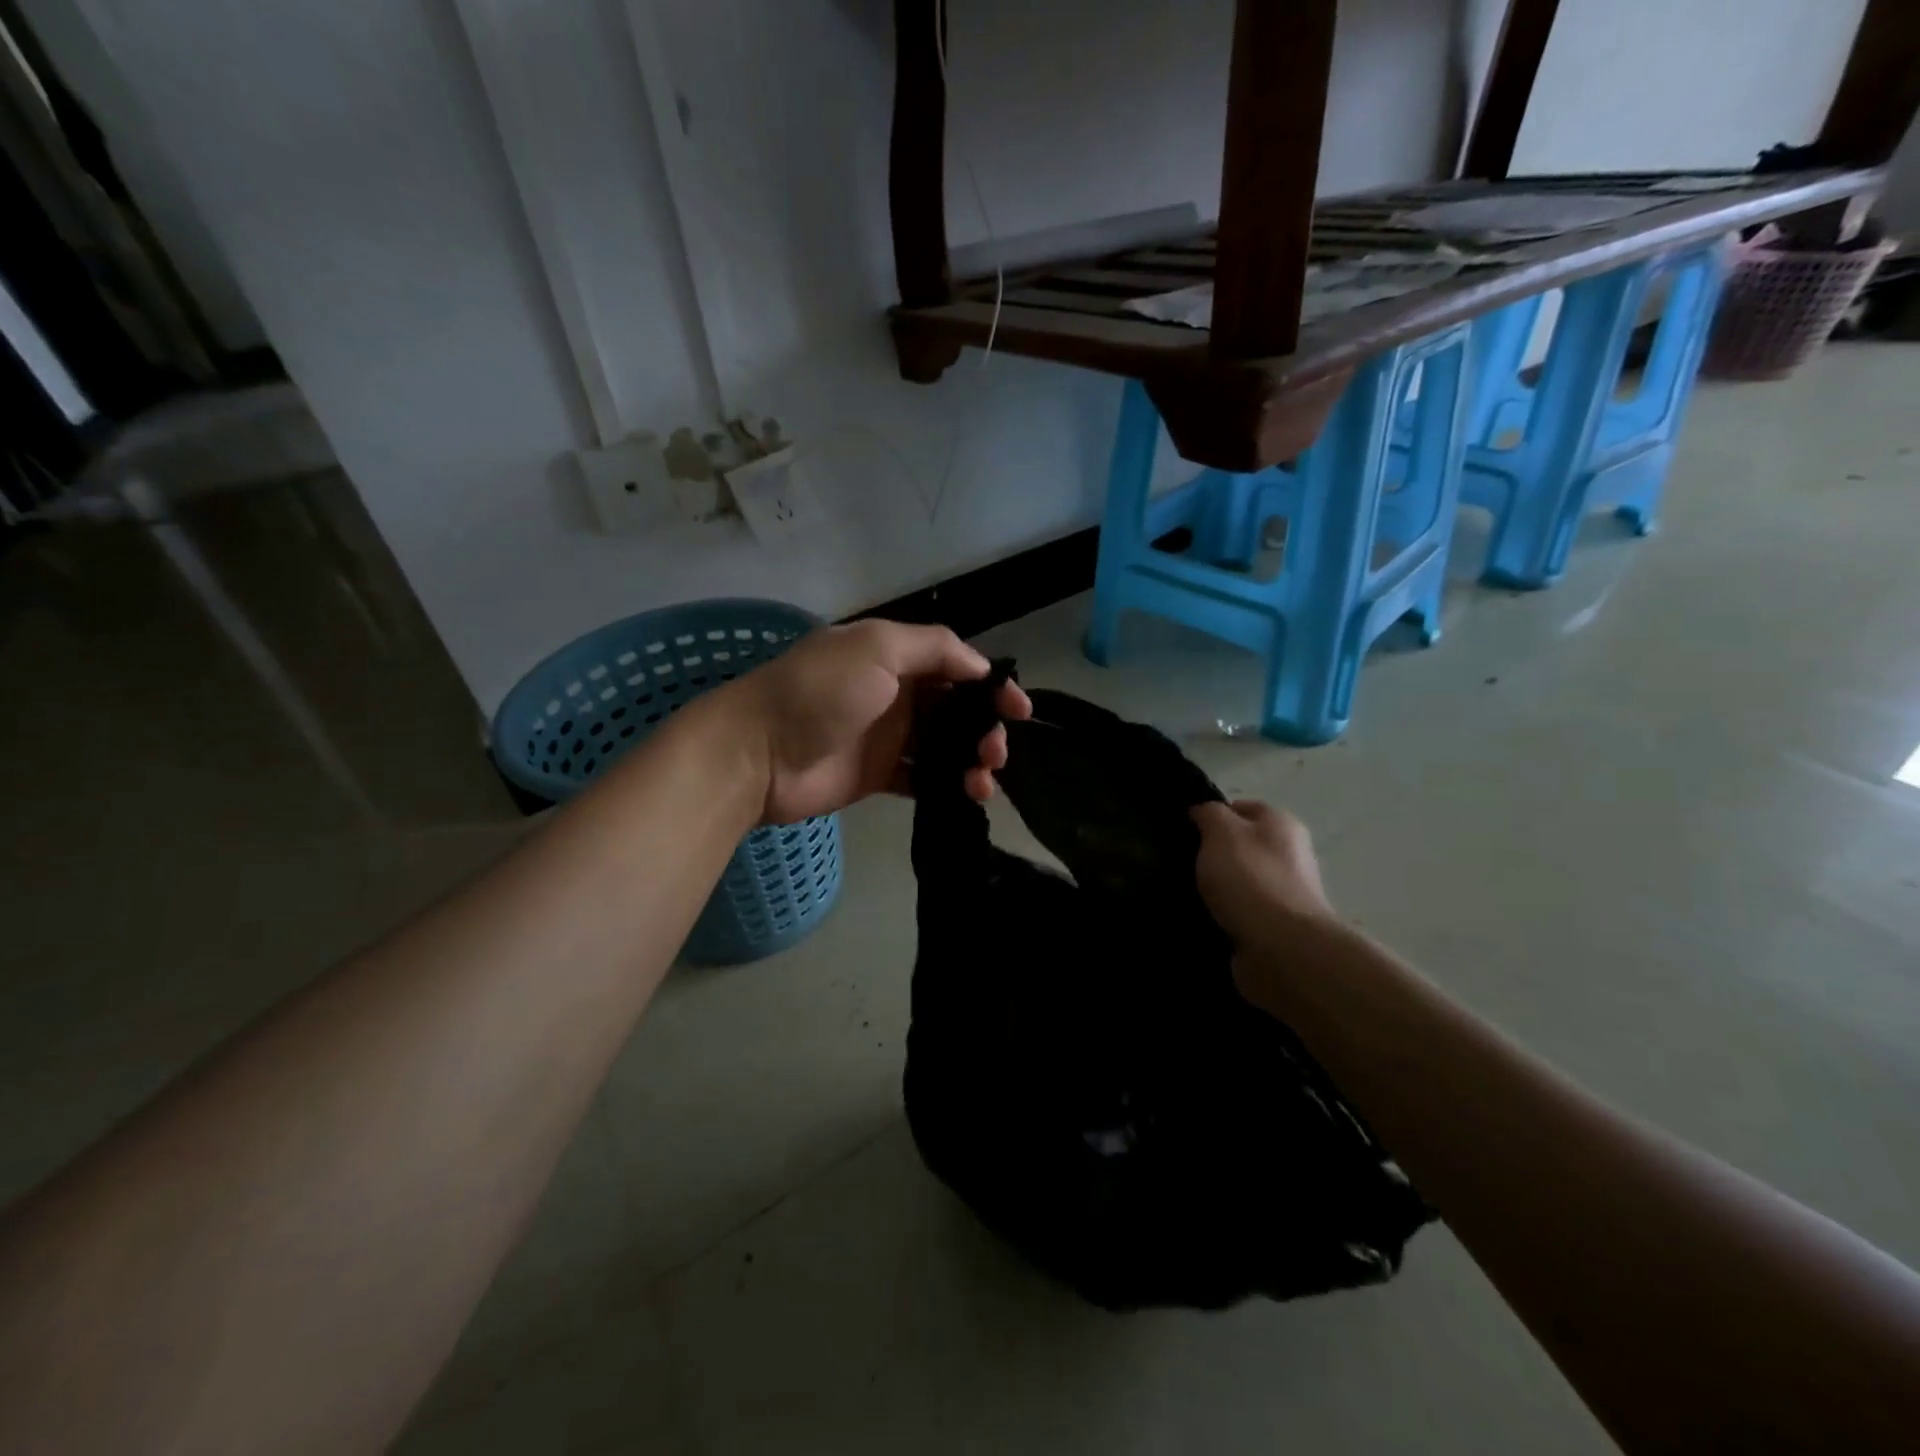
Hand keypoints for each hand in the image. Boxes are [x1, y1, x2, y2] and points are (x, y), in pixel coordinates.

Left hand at [729, 619, 1031, 823]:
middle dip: (986, 727)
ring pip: (945, 746)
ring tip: (982, 781)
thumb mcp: (876, 648)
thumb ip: (933, 648)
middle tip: (996, 752)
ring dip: (972, 760)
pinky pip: (924, 777)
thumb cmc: (819, 693)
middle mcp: (894, 693)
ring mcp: (887, 737)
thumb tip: (979, 665)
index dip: (990, 685)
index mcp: (893, 656)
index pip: (955, 666)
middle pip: (956, 709)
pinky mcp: (878, 775)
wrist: (757, 754)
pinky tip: (965, 795)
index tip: (1018, 710)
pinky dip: (948, 784)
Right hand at [1191, 800, 1335, 945]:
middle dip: (1210, 855)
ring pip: (1236, 882)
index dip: (1211, 816)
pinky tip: (1198, 919)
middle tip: (1178, 862)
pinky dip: (1219, 917)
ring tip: (1181, 894)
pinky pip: (1237, 914)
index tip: (1183, 830)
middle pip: (1239, 847)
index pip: (1240, 808)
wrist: (1282, 949)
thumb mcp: (1221, 832)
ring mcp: (1283, 895)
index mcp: (1281, 825)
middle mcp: (1288, 856)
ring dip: (1213, 889)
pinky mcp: (1273, 928)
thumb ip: (1209, 814)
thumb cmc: (1251, 879)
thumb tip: (1202, 812)